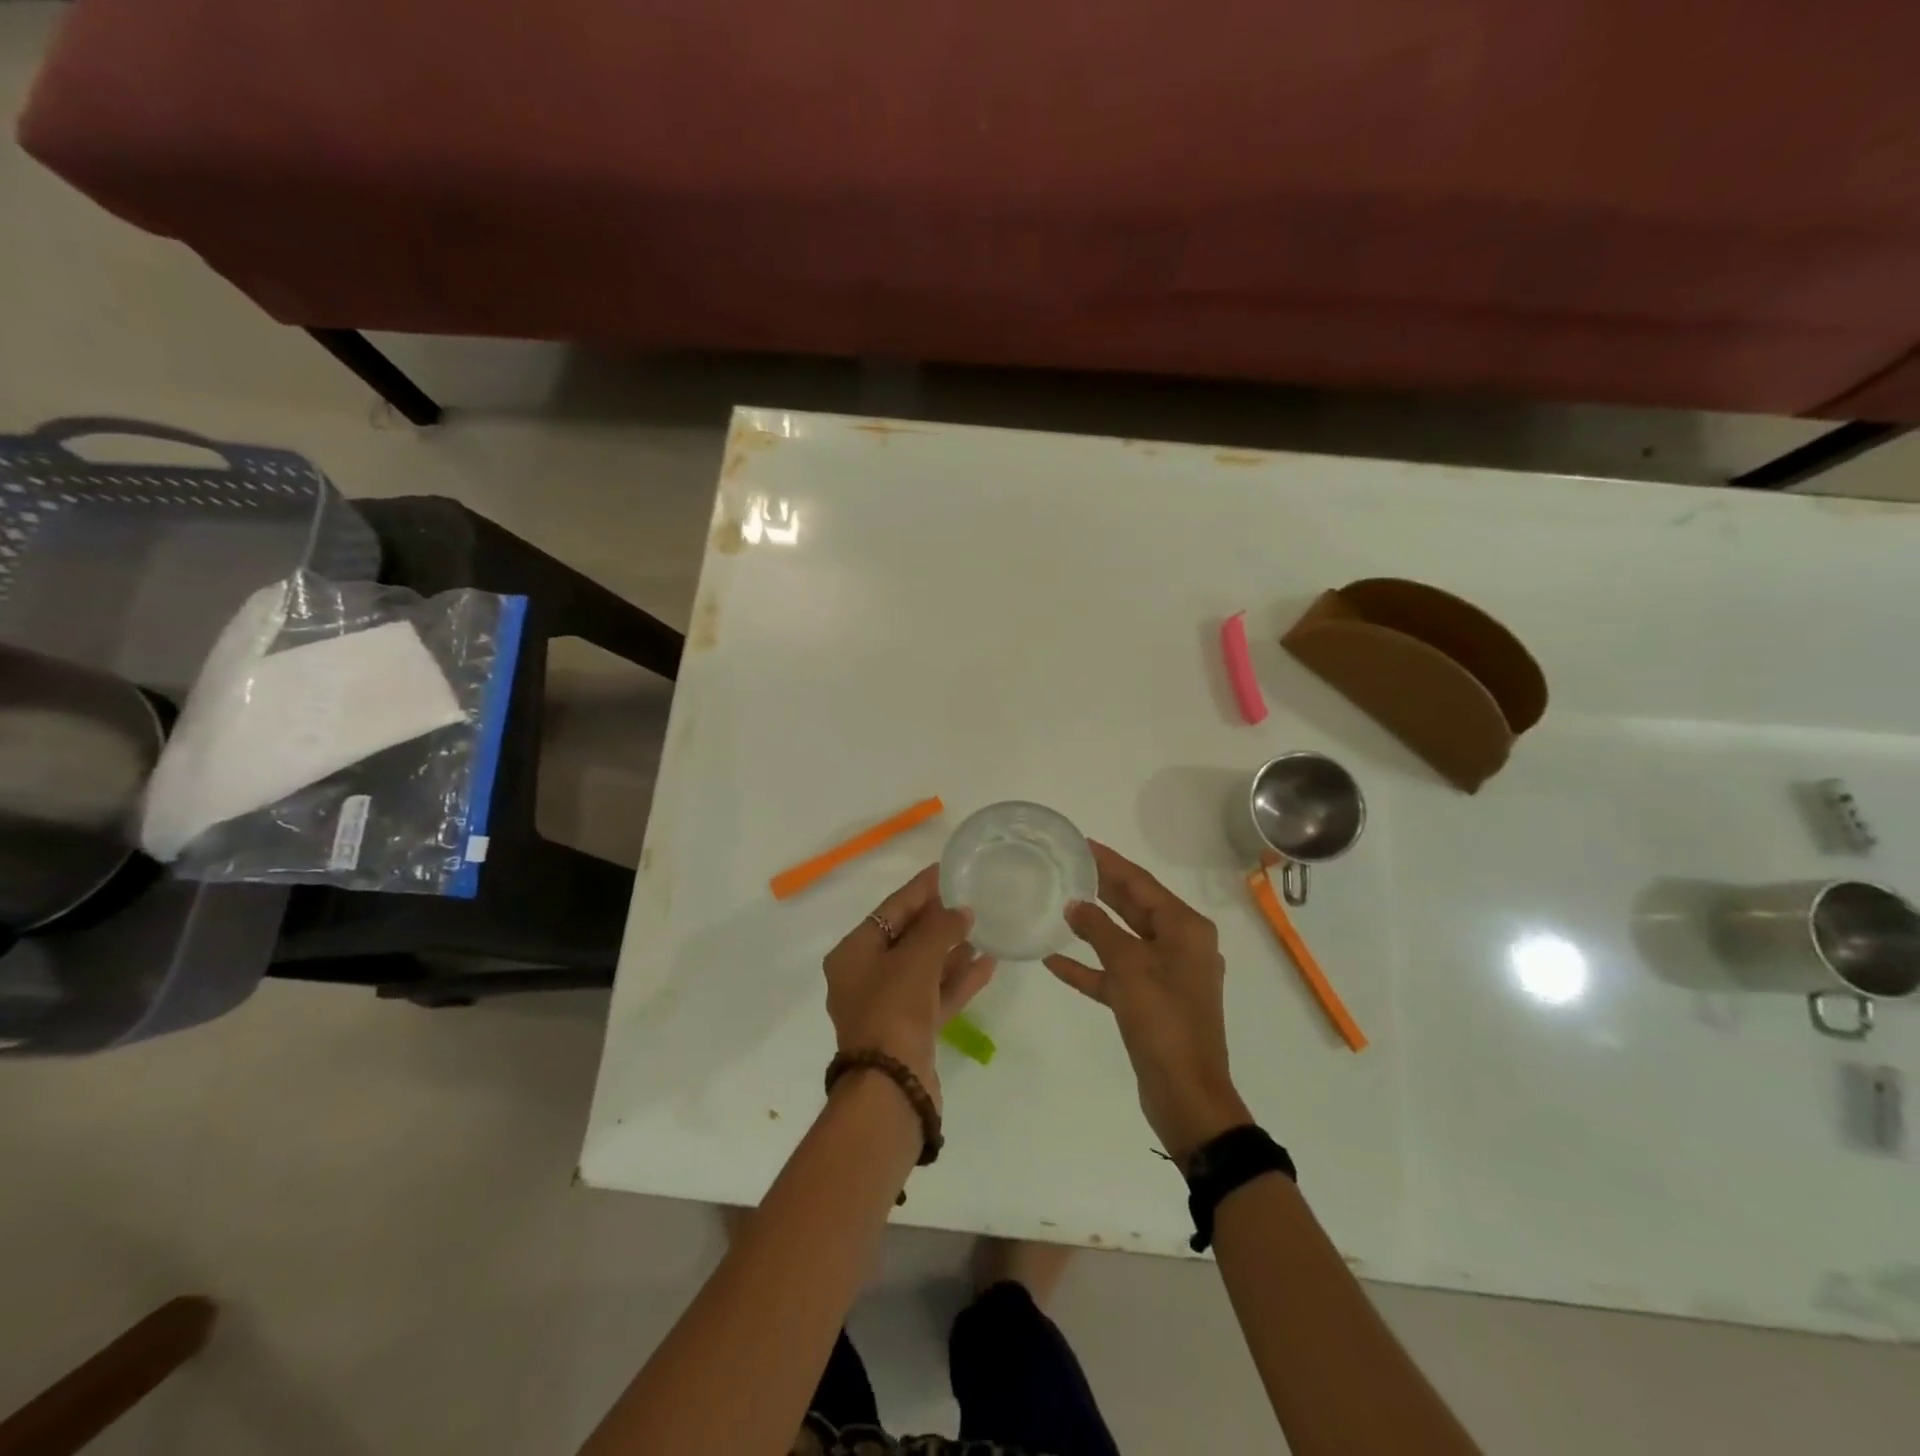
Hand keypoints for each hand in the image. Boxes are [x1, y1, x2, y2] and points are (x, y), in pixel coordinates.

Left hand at [823, 865, 995, 1107]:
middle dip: (939, 920)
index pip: (890, 910)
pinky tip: (988, 963)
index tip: (946, 870)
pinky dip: (958, 980)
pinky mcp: (911, 1032)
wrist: (891, 1089)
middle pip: (907, 938)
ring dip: (952, 950)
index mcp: (853, 954)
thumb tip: (961, 910)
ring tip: (984, 928)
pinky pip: (936, 995)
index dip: (920, 889)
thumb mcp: (916, 959)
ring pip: (924, 968)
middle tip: (971, 898)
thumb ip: (940, 928)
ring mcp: (888, 1007)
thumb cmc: (894, 1010)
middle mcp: (865, 977)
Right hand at [1044, 842, 1250, 1163]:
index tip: (1083, 843)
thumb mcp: (1129, 968)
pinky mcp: (1150, 1002)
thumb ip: (1099, 930)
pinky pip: (1116, 974)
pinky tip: (1055, 961)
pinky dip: (1090, 967)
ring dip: (1093, 926)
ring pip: (1124, 939)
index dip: (1111, 862)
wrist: (1186, 1095)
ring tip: (1060, 904)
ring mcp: (1166, 975)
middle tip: (1068, 866)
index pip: (1142, 884)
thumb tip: (1075, 904)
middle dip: (1103, 887)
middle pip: (1135, 907)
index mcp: (1185, 929)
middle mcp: (1180, 945)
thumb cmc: (1163, 1021)